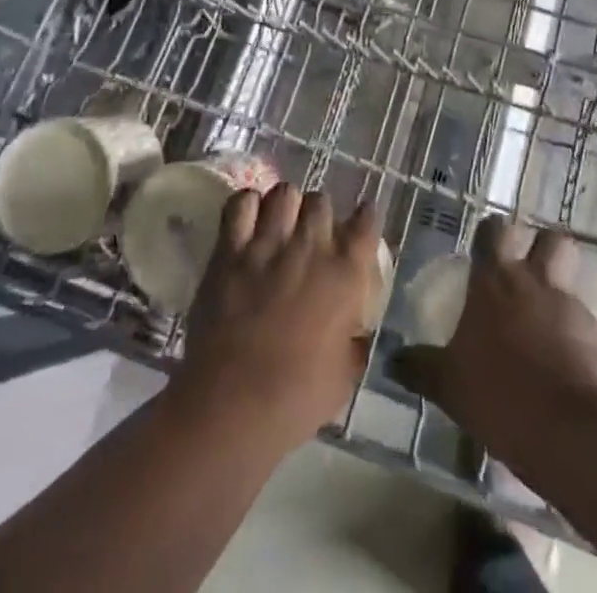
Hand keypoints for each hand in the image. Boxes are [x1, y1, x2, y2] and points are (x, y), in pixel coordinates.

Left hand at [170, 183, 382, 451]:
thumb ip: (353, 343)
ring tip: (279, 223)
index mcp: (346, 274)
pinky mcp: (230, 249)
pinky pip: (241, 203)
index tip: (359, 222)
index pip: (366, 222)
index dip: (363, 217)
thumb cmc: (296, 399)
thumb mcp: (343, 377)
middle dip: (318, 213)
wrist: (234, 403)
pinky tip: (247, 220)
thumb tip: (355, 332)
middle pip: (321, 200)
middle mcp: (312, 246)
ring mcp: (269, 243)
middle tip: (310, 234)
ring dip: (285, 205)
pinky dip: (246, 205)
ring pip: (284, 193)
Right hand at [391, 216, 596, 461]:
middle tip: (527, 272)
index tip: (485, 248)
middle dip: (543, 248)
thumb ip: (421, 367)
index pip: (493, 231)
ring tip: (545, 330)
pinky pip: (587, 330)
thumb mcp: (449, 385)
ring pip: (572, 284)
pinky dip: (577, 342)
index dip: (491, 234)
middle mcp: (536, 283)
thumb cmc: (499, 395)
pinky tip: (564, 373)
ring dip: (560, 297)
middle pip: (551, 240)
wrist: (571, 433)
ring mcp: (573, 310)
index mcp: (495, 281)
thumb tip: (392, 360)